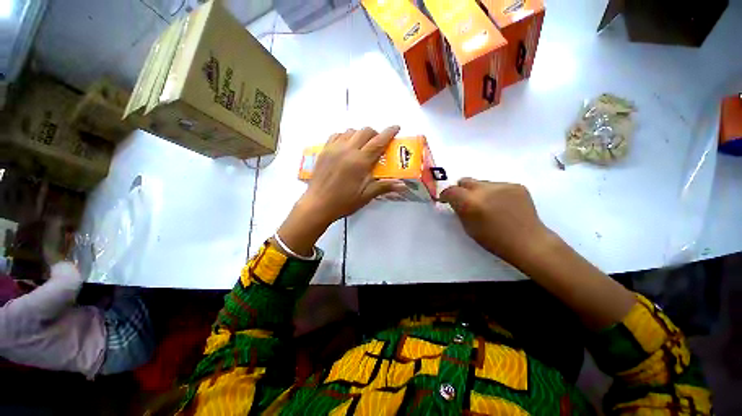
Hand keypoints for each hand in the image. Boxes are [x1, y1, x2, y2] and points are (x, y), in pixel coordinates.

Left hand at [277, 126, 406, 256]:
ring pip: (350, 131)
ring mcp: (334, 148)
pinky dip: (345, 136)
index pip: (378, 141)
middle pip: (365, 131)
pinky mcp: (324, 150)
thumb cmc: (344, 202)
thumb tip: (402, 185)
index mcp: (360, 161)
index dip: (389, 132)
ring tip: (362, 145)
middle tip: (378, 143)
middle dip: (375, 133)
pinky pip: (336, 135)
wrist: (317, 204)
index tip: (396, 127)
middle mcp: (347, 150)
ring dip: (360, 134)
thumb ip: (384, 186)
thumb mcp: (366, 195)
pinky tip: (346, 146)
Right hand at [440, 178, 552, 266]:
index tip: (446, 200)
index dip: (445, 195)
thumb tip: (455, 201)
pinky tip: (503, 205)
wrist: (528, 242)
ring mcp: (502, 185)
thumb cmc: (493, 240)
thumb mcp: (468, 228)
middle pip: (465, 181)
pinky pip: (498, 185)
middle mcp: (484, 189)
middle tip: (465, 200)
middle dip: (461, 189)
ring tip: (488, 204)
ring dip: (479, 191)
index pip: (450, 190)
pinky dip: (495, 193)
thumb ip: (459, 210)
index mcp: (470, 202)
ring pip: (482, 183)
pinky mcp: (516, 185)